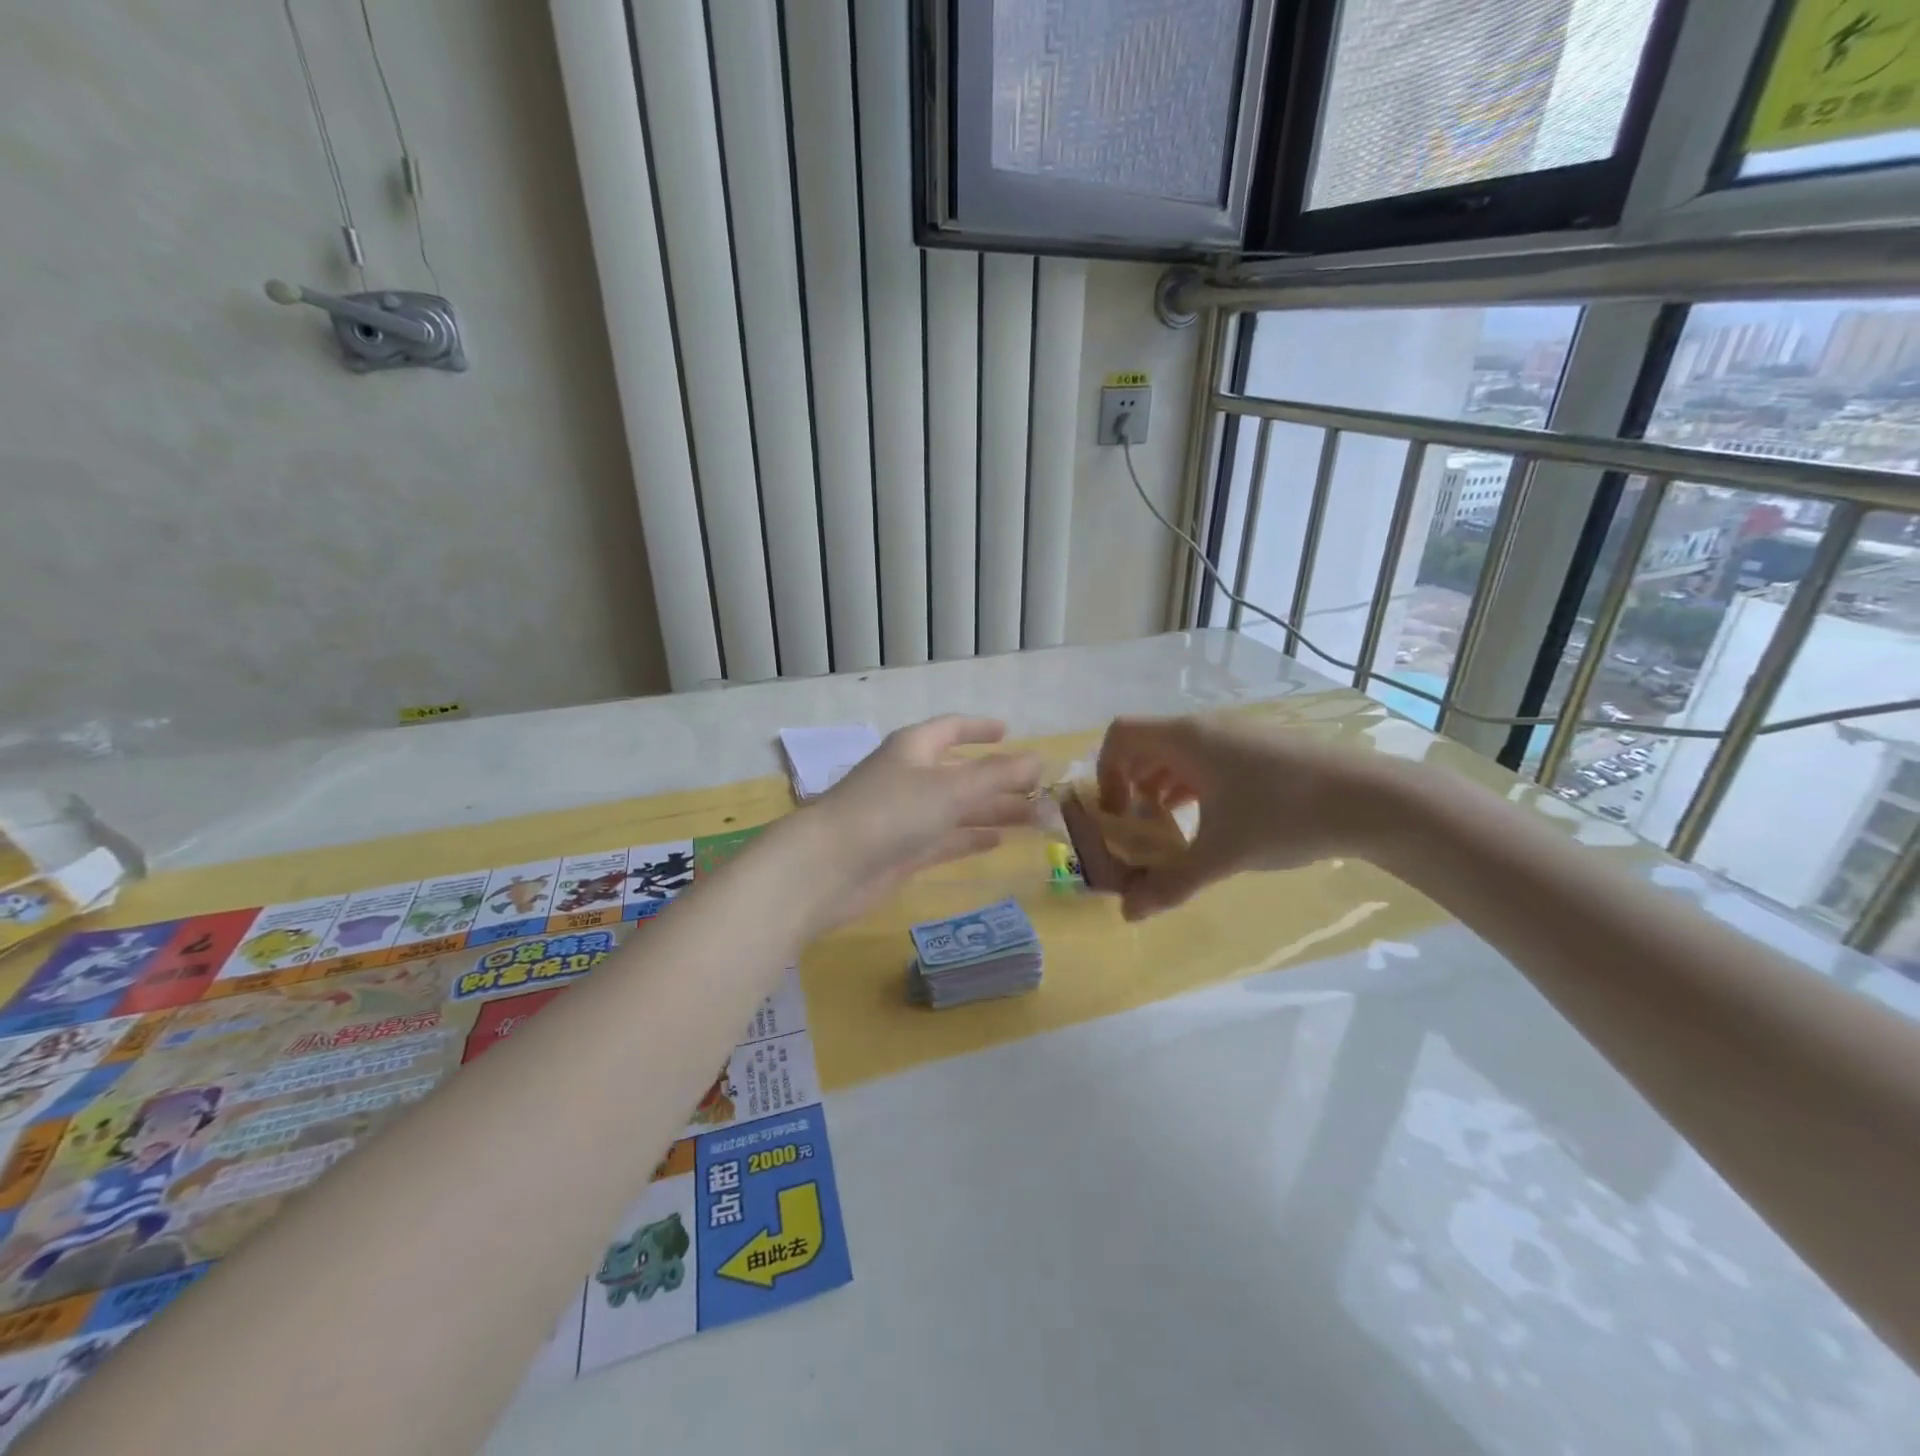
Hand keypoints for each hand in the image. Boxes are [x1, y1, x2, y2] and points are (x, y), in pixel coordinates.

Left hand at [798, 716, 1042, 931]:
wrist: (829, 868)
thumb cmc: (890, 812)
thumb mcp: (951, 788)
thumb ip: (998, 774)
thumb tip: (1040, 759)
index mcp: (914, 748)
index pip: (952, 729)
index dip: (980, 729)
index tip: (1009, 732)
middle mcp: (910, 777)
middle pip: (962, 773)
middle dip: (1000, 780)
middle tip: (1042, 791)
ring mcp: (905, 817)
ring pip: (958, 809)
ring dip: (994, 811)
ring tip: (1036, 819)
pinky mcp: (903, 852)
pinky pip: (946, 840)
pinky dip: (971, 838)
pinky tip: (998, 841)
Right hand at [1095, 713, 1398, 920]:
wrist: (1371, 800)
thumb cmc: (1284, 815)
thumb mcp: (1221, 854)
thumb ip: (1170, 884)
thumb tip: (1128, 915)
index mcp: (1186, 739)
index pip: (1120, 734)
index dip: (1105, 771)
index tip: (1116, 813)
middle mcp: (1205, 729)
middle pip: (1146, 745)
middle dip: (1130, 785)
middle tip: (1137, 827)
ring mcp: (1236, 738)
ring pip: (1177, 755)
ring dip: (1160, 788)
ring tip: (1169, 830)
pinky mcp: (1259, 752)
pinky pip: (1206, 762)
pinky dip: (1191, 788)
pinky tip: (1207, 822)